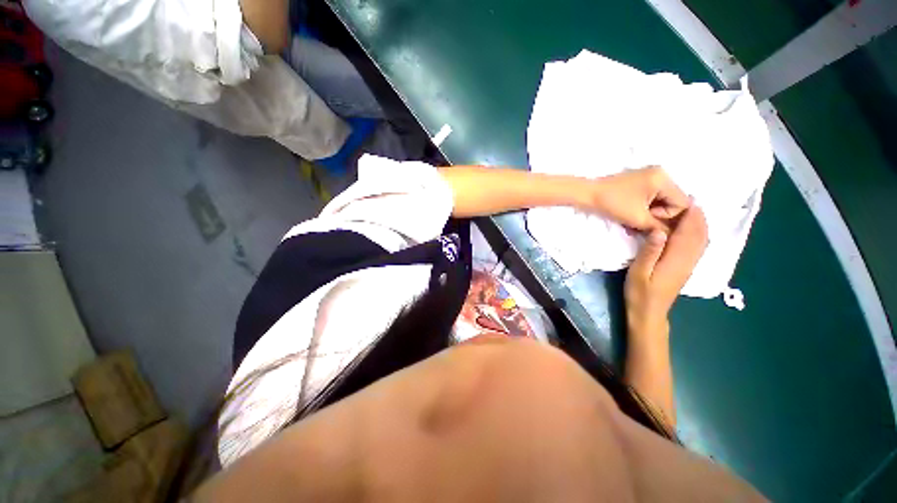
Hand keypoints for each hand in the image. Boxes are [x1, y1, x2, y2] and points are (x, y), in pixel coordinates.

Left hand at [589, 167, 689, 232]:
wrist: (587, 194)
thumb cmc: (613, 204)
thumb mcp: (638, 218)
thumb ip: (660, 227)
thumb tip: (675, 235)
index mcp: (664, 179)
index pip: (682, 203)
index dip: (669, 218)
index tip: (649, 223)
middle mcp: (660, 174)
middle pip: (672, 202)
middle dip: (658, 217)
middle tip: (641, 225)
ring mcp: (648, 177)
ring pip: (659, 202)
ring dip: (649, 216)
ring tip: (634, 224)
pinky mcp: (638, 183)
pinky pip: (649, 199)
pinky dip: (642, 210)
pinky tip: (631, 220)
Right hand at [624, 206, 707, 336]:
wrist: (649, 313)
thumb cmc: (639, 292)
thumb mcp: (638, 272)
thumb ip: (649, 252)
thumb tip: (658, 230)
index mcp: (675, 259)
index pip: (688, 233)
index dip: (690, 216)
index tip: (688, 199)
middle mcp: (688, 260)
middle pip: (699, 235)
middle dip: (698, 217)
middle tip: (691, 200)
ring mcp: (689, 266)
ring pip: (701, 241)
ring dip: (700, 225)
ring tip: (693, 211)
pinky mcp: (686, 269)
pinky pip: (698, 248)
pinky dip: (699, 235)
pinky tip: (693, 231)